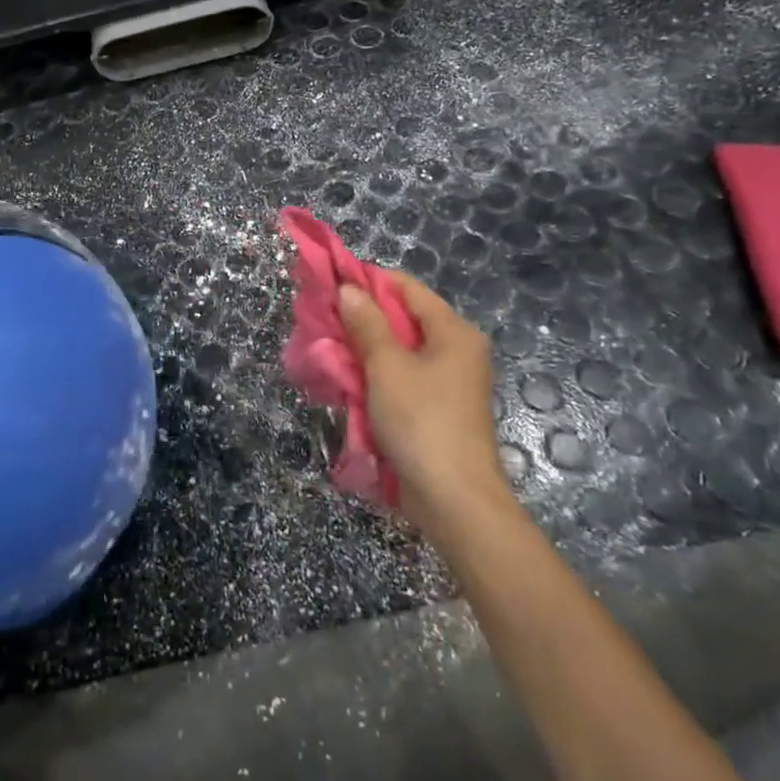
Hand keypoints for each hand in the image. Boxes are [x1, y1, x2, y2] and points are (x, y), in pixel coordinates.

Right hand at [338, 274, 511, 536]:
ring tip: (328, 349)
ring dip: (365, 349)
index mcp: (453, 331)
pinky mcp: (437, 409)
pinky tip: (348, 381)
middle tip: (322, 320)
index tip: (330, 284)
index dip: (368, 281)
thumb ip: (367, 324)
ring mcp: (448, 382)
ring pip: (400, 351)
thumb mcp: (387, 367)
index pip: (406, 287)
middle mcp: (456, 350)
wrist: (454, 499)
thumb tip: (349, 288)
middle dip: (362, 318)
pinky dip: (376, 376)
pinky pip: (402, 378)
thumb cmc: (422, 421)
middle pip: (403, 318)